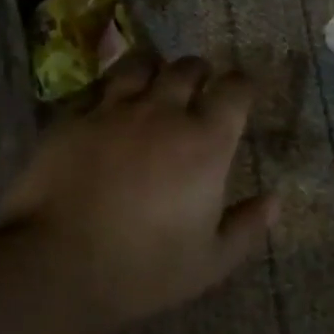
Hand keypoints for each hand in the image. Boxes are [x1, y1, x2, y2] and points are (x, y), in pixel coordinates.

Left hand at [0, 54, 277, 333]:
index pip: (235, 89)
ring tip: (152, 85)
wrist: (58, 263)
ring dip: (153, 70)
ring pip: (139, 64)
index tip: (241, 93)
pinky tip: (107, 107)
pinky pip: (96, 87)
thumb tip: (275, 200)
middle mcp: (162, 112)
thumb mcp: (210, 262)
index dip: (242, 86)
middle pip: (187, 67)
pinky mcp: (72, 116)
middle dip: (198, 73)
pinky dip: (109, 90)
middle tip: (197, 90)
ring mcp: (112, 109)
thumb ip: (246, 227)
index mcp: (204, 142)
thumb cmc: (144, 269)